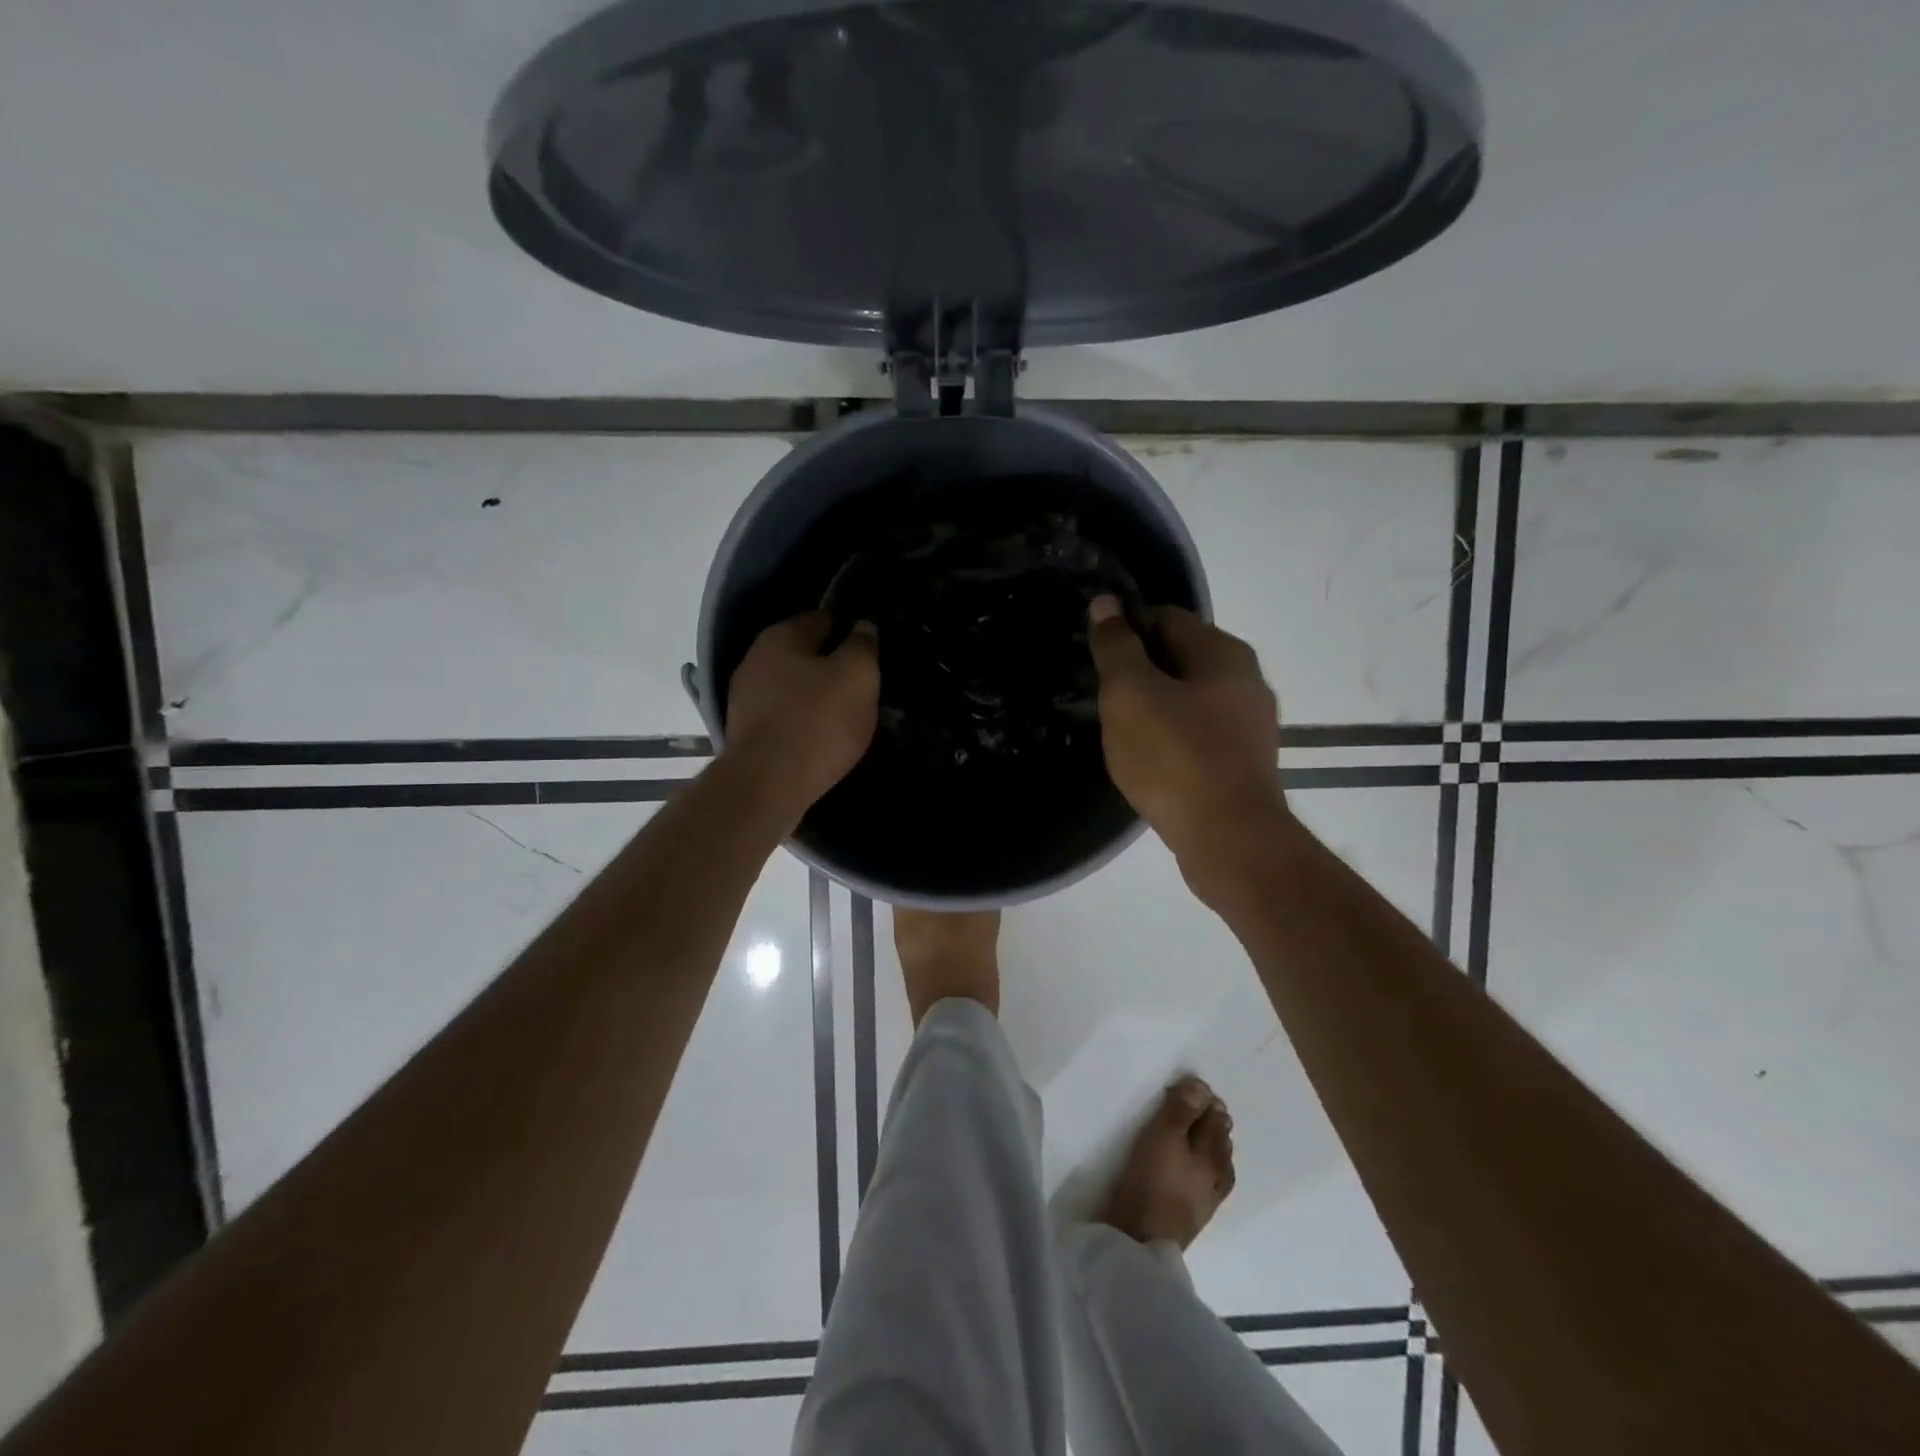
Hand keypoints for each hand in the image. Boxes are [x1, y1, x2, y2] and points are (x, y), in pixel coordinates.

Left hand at [724, 611, 879, 815]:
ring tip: (846, 715)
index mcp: (780, 637)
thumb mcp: (856, 677)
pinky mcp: (747, 734)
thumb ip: (863, 647)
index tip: (870, 647)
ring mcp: (746, 700)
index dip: (848, 629)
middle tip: (862, 685)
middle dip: (831, 666)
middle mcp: (755, 661)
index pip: (821, 619)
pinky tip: (822, 739)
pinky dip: (802, 723)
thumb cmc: (817, 722)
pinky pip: (784, 718)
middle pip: (804, 655)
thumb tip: (864, 626)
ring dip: (815, 697)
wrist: (767, 786)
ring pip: (792, 688)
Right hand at [1086, 596, 1285, 896]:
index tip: (1096, 659)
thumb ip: (1116, 647)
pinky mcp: (1244, 762)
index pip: (1164, 617)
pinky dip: (1172, 738)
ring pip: (1188, 698)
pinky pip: (1198, 734)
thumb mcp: (1130, 694)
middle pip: (1179, 658)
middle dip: (1138, 672)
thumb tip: (1106, 603)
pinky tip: (1150, 761)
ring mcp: (1250, 724)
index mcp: (1222, 652)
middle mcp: (1246, 679)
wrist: (1228, 839)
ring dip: (1154, 707)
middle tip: (1102, 698)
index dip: (1125, 631)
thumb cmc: (1174, 757)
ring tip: (1120, 731)